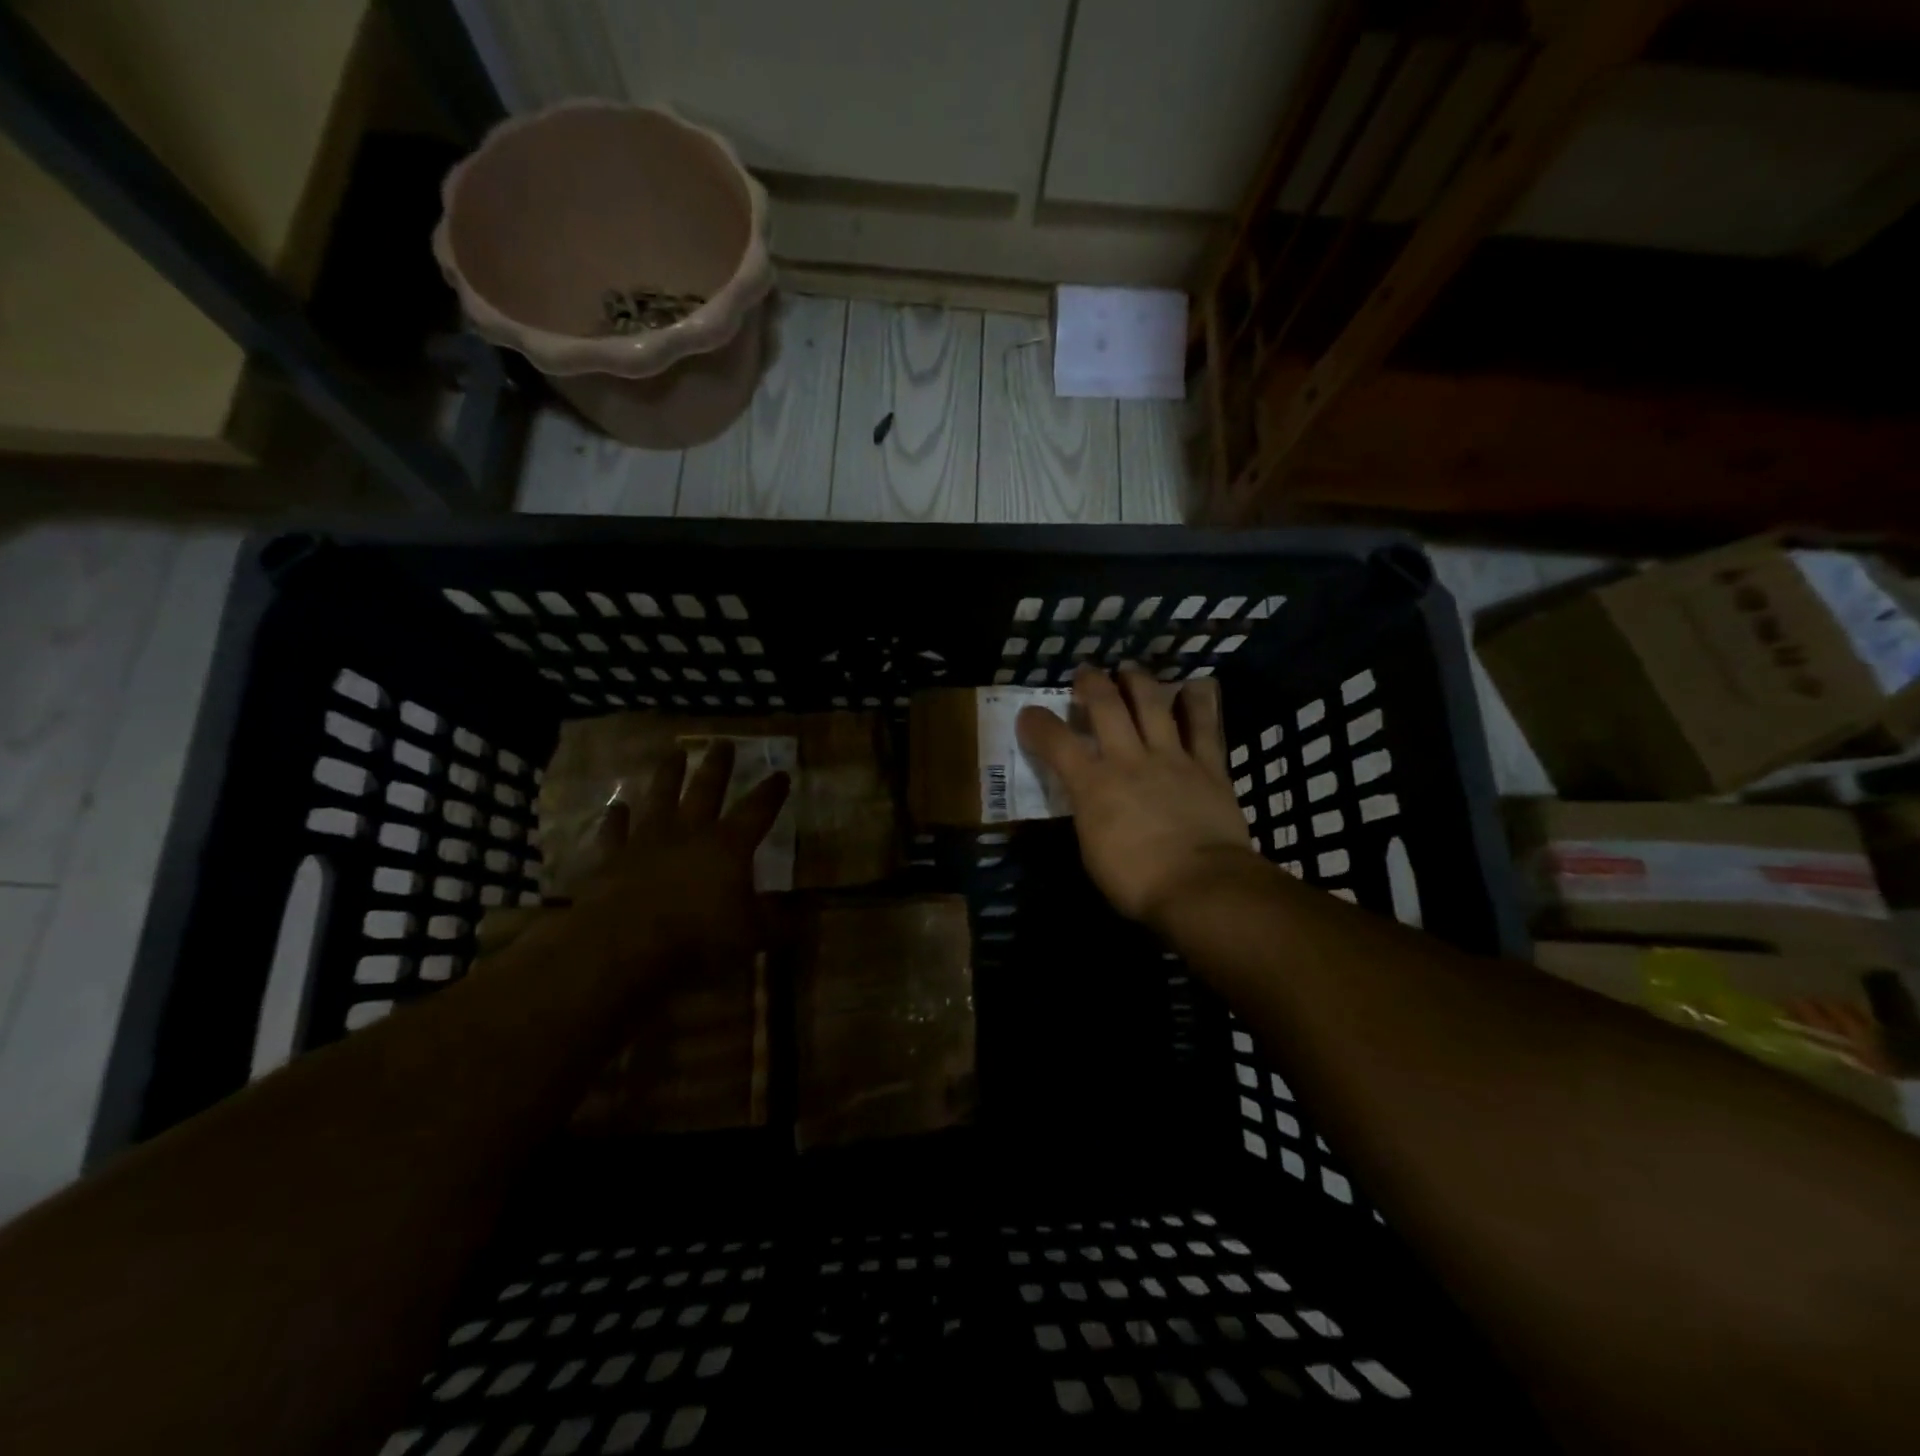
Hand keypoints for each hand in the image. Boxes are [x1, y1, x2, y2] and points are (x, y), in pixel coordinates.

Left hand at [565, 740, 789, 970]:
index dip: (771, 793)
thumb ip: (779, 921)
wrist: (621, 946)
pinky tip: (617, 806)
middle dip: (718, 767)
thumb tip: (807, 913)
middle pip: (706, 791)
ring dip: (668, 775)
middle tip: (723, 743)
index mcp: (728, 846)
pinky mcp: (610, 859)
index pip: (757, 811)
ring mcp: (646, 842)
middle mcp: (689, 833)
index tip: (781, 774)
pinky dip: (615, 819)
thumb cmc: (697, 938)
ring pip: (660, 798)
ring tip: (674, 753)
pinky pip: (614, 832)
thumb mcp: (752, 935)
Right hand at [1017, 665, 1263, 929]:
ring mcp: (1171, 758)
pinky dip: (1199, 703)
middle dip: (1091, 683)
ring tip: (1130, 669)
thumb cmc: (1136, 882)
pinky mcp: (1209, 766)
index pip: (1056, 742)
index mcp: (1093, 785)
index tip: (1028, 714)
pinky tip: (1195, 686)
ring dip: (1139, 681)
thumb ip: (1089, 816)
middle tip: (1086, 673)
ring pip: (1153, 704)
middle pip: (1106, 706)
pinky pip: (1205, 726)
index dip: (1037, 723)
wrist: (1201, 886)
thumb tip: (1091, 803)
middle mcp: (1129, 759)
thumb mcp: (1092, 852)